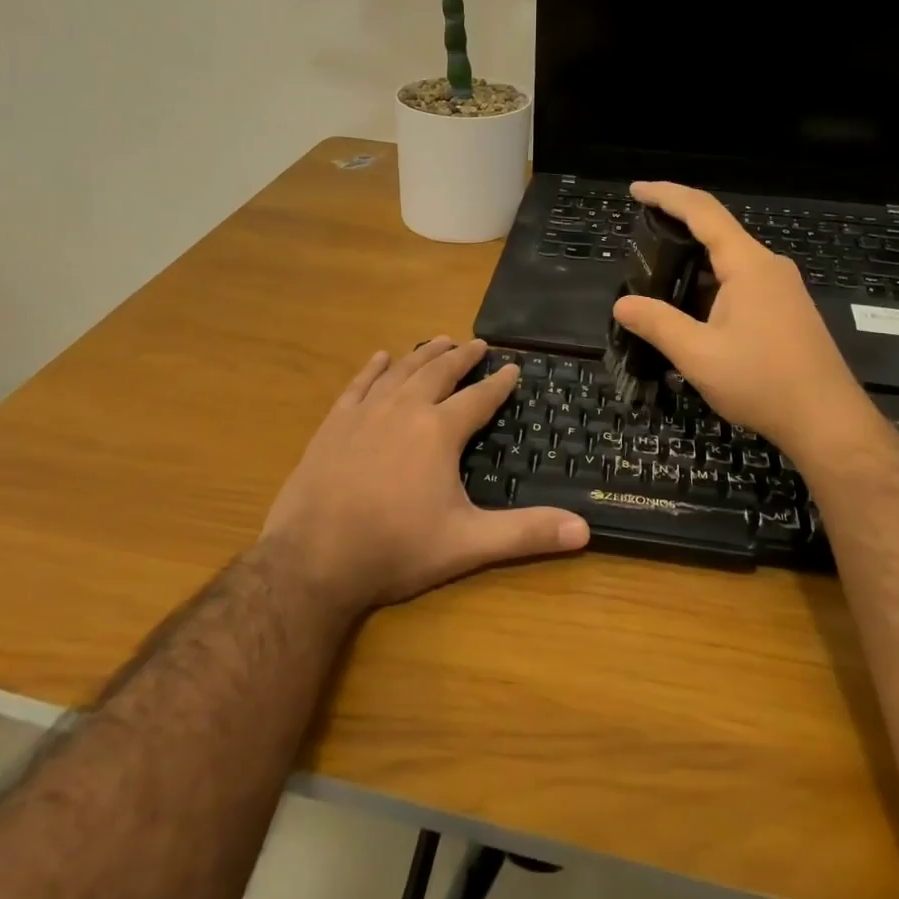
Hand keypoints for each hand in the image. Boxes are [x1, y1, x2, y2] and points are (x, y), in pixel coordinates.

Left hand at [260, 337, 588, 611]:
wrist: (313, 558)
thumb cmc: (396, 549)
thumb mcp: (467, 544)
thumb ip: (526, 534)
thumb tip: (585, 530)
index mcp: (439, 431)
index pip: (478, 398)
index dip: (499, 383)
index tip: (514, 367)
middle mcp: (404, 410)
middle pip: (438, 373)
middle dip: (461, 357)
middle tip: (478, 343)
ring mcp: (365, 413)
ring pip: (400, 371)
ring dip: (422, 354)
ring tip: (439, 340)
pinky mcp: (334, 424)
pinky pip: (358, 384)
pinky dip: (373, 368)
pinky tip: (381, 357)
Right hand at [612, 183, 875, 453]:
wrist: (826, 420)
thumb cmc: (762, 382)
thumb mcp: (698, 354)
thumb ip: (657, 324)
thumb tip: (622, 304)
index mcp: (748, 265)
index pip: (702, 212)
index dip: (666, 195)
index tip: (636, 190)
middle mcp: (769, 266)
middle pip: (717, 232)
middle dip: (676, 230)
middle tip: (640, 242)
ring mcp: (782, 288)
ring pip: (729, 262)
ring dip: (693, 266)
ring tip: (658, 282)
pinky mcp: (787, 310)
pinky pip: (742, 283)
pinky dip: (711, 286)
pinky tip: (692, 313)